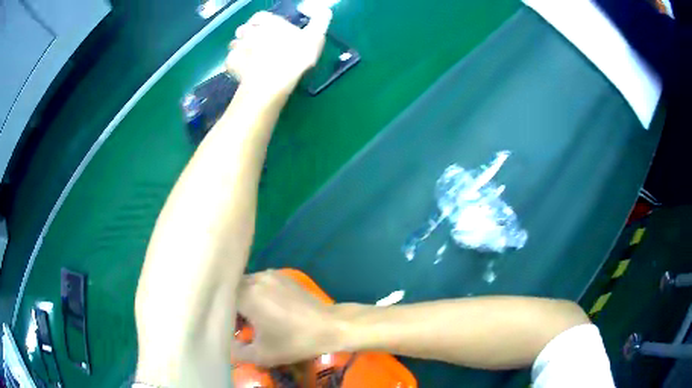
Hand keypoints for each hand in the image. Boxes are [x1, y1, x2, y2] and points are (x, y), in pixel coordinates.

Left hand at [226, 8, 331, 95]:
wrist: (273, 81)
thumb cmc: (295, 56)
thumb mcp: (315, 37)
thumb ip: (319, 22)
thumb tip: (325, 10)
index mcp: (269, 22)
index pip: (260, 16)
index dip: (261, 21)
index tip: (265, 27)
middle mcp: (251, 31)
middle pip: (244, 29)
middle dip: (248, 34)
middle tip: (256, 43)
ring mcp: (238, 47)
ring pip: (235, 43)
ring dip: (240, 47)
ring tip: (248, 57)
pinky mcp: (231, 63)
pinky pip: (230, 60)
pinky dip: (235, 63)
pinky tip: (241, 69)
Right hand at [232, 270, 347, 366]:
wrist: (330, 327)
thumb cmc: (295, 341)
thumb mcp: (263, 355)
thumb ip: (238, 351)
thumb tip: (228, 345)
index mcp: (247, 294)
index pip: (223, 298)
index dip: (223, 313)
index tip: (229, 326)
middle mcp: (256, 279)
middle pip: (235, 289)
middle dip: (234, 305)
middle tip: (240, 323)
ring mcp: (271, 275)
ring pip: (248, 284)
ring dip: (246, 298)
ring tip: (254, 316)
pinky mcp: (284, 276)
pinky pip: (262, 282)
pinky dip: (259, 293)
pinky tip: (269, 308)